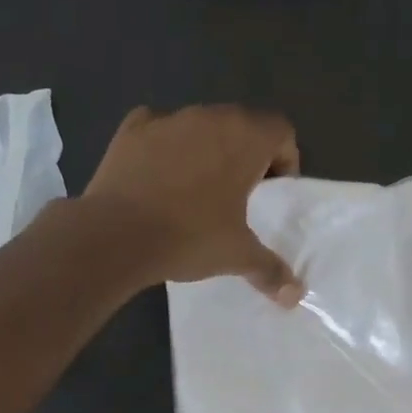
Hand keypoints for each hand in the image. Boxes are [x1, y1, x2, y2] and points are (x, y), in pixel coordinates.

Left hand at [82, 104, 304, 304]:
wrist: (116, 234)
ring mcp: (168, 119)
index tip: (272, 192)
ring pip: (200, 126)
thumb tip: (295, 296)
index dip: (284, 159)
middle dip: (246, 153)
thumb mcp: (236, 256)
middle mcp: (209, 117)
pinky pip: (159, 130)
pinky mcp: (132, 129)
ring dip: (207, 149)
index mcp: (245, 137)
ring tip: (198, 189)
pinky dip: (164, 147)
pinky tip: (159, 176)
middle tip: (240, 193)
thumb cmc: (190, 236)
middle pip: (241, 124)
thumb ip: (270, 270)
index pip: (280, 130)